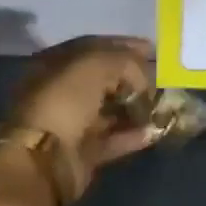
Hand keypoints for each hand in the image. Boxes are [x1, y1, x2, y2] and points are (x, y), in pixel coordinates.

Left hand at [3, 36, 157, 195]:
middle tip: (159, 81)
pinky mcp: (82, 152)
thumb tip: (143, 77)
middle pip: (103, 80)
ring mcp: (71, 123)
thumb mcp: (94, 66)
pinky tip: (154, 131)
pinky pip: (113, 139)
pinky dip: (132, 135)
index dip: (123, 46)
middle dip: (133, 79)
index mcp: (55, 64)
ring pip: (109, 110)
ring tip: (162, 107)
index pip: (93, 47)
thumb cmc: (64, 103)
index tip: (151, 50)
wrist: (43, 159)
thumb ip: (124, 61)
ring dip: (135, 108)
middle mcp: (61, 91)